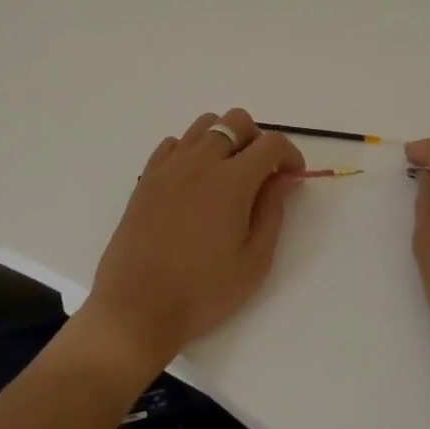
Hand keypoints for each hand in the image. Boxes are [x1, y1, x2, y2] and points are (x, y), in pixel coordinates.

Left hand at [83, 109, 305, 376]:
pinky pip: (175, 143)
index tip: (293, 176)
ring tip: (227, 173)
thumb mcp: (254, 261)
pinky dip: (192, 151)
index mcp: (232, 180)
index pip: (271, 143)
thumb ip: (273, 211)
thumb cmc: (202, 291)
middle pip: (236, 120)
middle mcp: (201, 161)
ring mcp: (170, 166)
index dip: (290, 154)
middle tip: (261, 173)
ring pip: (204, 124)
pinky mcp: (147, 176)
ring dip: (224, 139)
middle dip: (257, 139)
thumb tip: (284, 178)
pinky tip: (194, 181)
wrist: (136, 308)